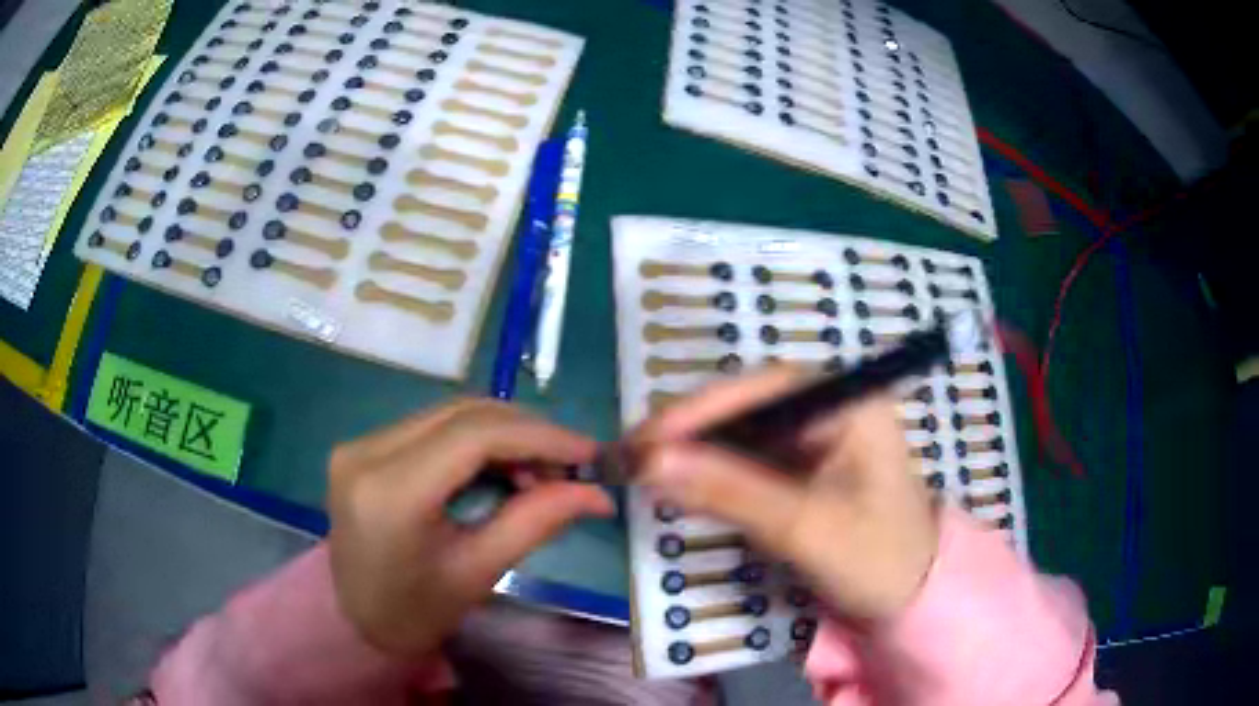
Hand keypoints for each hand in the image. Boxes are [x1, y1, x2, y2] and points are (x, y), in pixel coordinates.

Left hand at [326, 400, 614, 655]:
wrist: (356, 620)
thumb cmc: (418, 611)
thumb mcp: (479, 572)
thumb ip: (536, 522)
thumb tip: (597, 494)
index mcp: (392, 493)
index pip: (474, 436)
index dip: (539, 436)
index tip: (588, 452)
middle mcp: (367, 452)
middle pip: (463, 415)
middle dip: (527, 433)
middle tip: (569, 467)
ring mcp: (360, 444)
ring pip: (450, 414)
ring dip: (504, 434)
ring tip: (539, 472)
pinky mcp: (364, 446)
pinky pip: (432, 426)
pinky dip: (476, 440)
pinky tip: (501, 468)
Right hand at [636, 366, 938, 621]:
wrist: (908, 600)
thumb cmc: (876, 559)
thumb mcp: (805, 527)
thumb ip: (730, 492)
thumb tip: (648, 462)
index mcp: (849, 403)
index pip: (763, 389)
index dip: (700, 410)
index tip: (646, 439)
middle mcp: (829, 409)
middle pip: (745, 408)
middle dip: (687, 433)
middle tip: (628, 459)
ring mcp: (814, 439)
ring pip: (739, 435)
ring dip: (690, 454)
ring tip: (637, 471)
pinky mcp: (800, 469)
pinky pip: (745, 461)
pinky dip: (709, 475)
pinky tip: (676, 485)